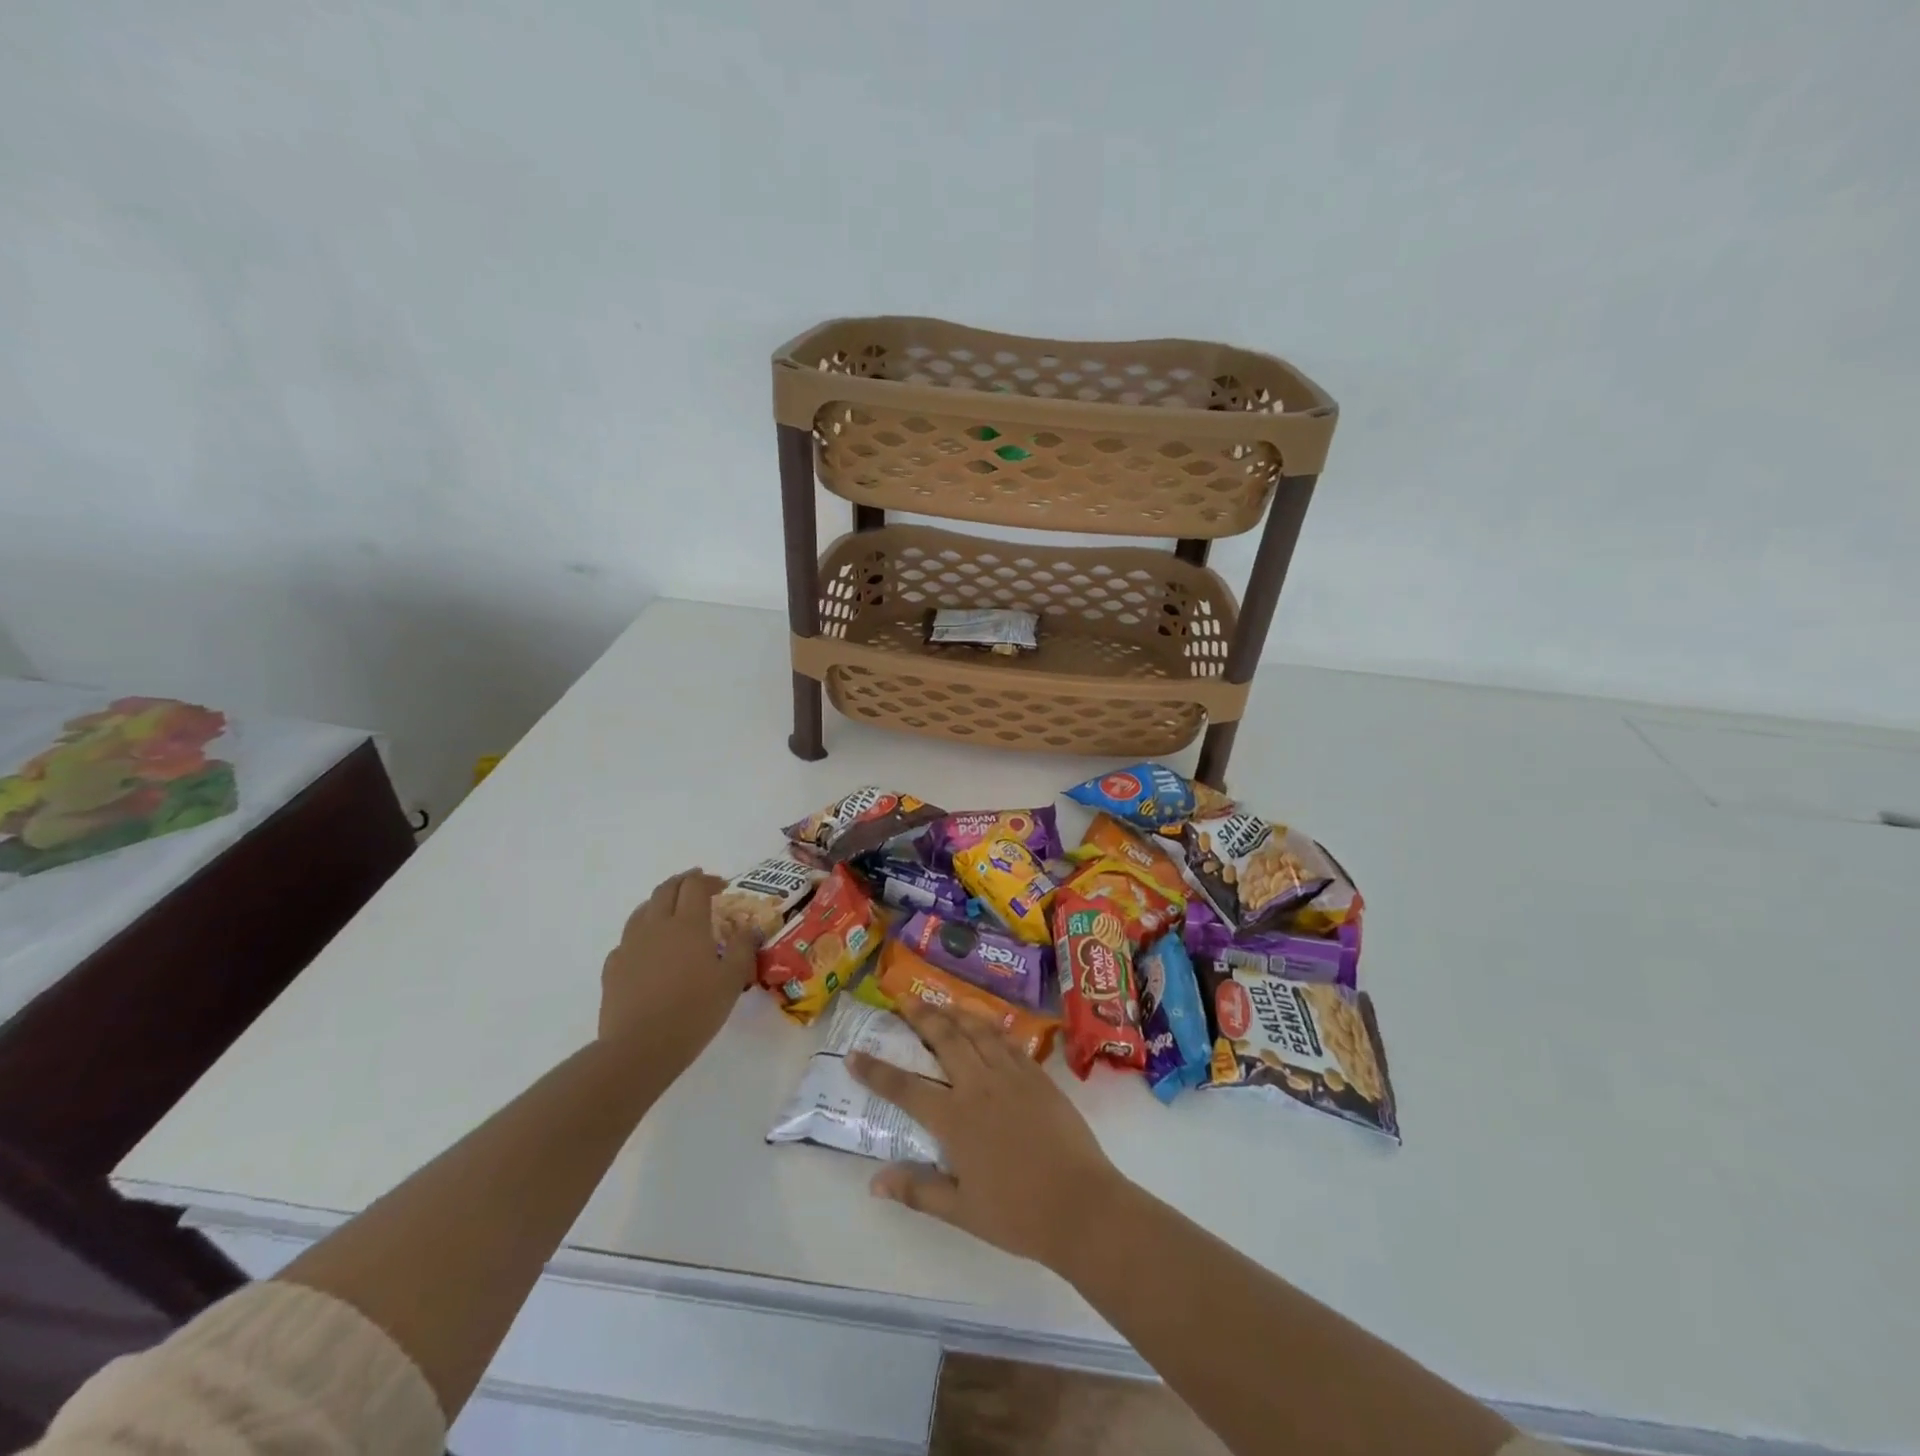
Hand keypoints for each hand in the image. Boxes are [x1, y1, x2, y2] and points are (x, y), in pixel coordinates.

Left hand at [599, 869, 754, 1072]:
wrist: (639, 1048)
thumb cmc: (694, 1011)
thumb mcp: (732, 981)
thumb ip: (743, 949)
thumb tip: (749, 927)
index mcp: (688, 925)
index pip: (695, 886)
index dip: (709, 880)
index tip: (722, 886)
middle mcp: (656, 926)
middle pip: (666, 889)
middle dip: (683, 882)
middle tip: (698, 886)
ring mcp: (630, 945)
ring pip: (642, 909)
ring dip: (660, 902)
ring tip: (672, 911)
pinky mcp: (613, 966)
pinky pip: (628, 938)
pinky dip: (642, 933)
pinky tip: (649, 949)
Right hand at [846, 998, 1124, 1267]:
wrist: (1080, 1205)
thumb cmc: (1017, 1214)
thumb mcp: (961, 1211)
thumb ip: (918, 1190)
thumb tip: (874, 1181)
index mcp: (956, 1120)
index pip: (906, 1088)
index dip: (877, 1071)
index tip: (854, 1054)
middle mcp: (980, 1086)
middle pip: (946, 1040)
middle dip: (922, 1017)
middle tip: (905, 999)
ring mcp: (1012, 1076)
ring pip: (979, 1031)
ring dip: (957, 1013)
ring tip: (941, 1001)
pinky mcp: (1038, 1076)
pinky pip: (1009, 1041)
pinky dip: (992, 1027)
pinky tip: (986, 1024)